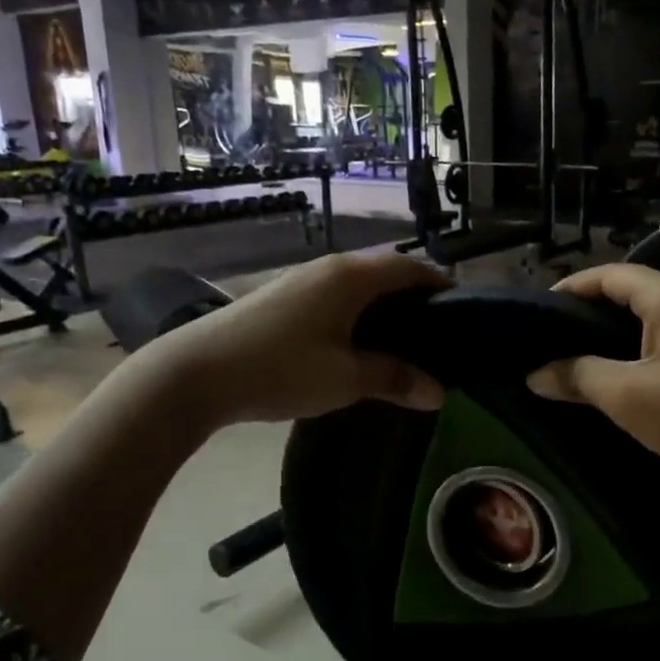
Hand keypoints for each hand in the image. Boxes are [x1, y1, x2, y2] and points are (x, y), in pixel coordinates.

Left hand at [158, 252, 448, 426]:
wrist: (197, 372)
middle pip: (385, 271)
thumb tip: (438, 393)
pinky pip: (336, 296)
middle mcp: (330, 268)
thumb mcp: (345, 378)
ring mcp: (303, 280)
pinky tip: (357, 342)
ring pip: (358, 284)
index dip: (439, 284)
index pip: (410, 267)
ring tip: (402, 340)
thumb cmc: (281, 368)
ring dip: (383, 305)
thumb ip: (394, 379)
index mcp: (352, 277)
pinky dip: (357, 312)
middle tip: (436, 332)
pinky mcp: (283, 297)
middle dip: (414, 296)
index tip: (462, 310)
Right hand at [526, 263, 659, 496]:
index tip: (536, 312)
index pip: (608, 275)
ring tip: (582, 358)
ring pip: (654, 316)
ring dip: (617, 333)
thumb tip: (536, 373)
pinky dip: (645, 347)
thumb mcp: (630, 398)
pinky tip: (629, 375)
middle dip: (590, 312)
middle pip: (631, 291)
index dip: (569, 289)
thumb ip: (579, 377)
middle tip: (553, 339)